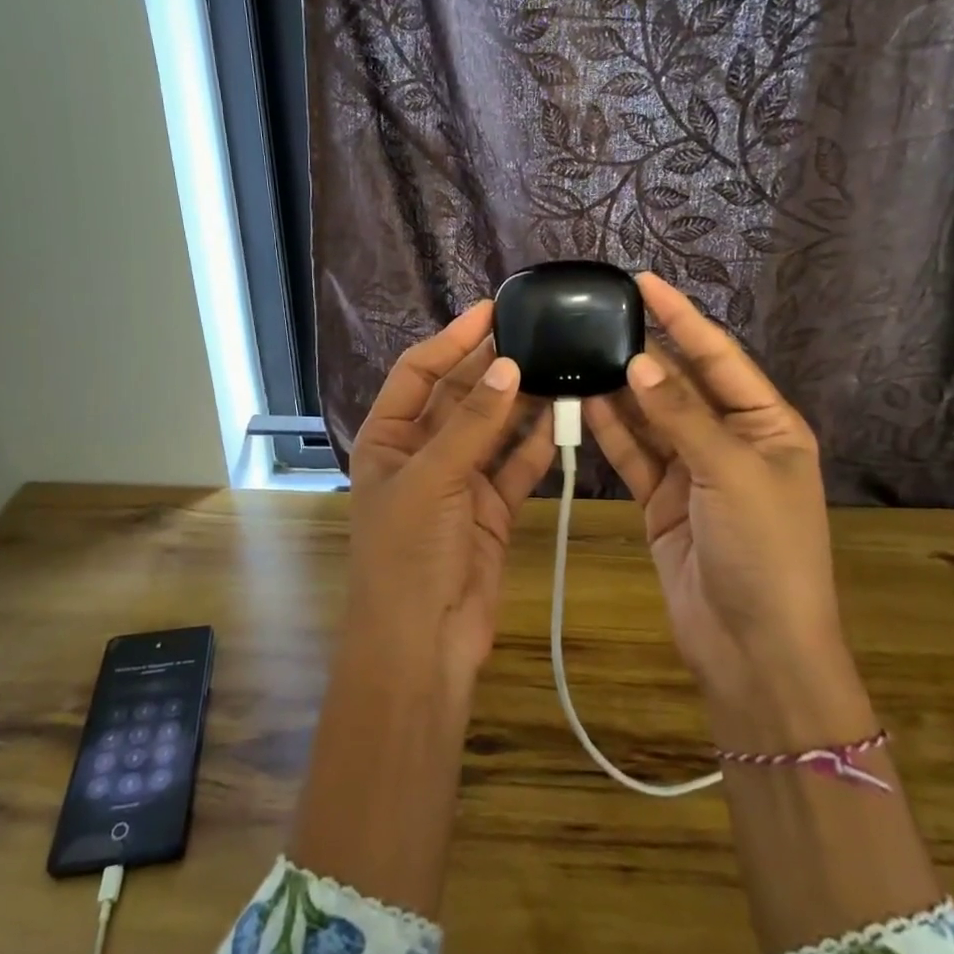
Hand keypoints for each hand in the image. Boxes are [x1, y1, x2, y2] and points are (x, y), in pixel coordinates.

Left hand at [346, 300, 554, 693]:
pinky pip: (517, 467)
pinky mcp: (492, 509)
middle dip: (493, 368)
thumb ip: (472, 424)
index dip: (451, 341)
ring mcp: (459, 480)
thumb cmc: (408, 553)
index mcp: (388, 438)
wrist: (423, 642)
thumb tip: (507, 365)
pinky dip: (538, 445)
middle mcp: (422, 452)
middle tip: (537, 334)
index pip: (418, 373)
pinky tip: (565, 418)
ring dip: (522, 403)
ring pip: (494, 429)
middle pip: (460, 397)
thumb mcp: (432, 479)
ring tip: (559, 366)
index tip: (491, 311)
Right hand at [583, 274, 845, 713]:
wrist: (752, 647)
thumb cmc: (764, 551)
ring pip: (650, 418)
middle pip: (681, 384)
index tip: (644, 282)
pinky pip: (633, 453)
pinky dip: (609, 430)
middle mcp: (730, 440)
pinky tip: (581, 401)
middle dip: (644, 352)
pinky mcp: (660, 500)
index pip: (719, 357)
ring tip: (579, 351)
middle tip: (597, 316)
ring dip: (619, 390)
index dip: (682, 319)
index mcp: (767, 425)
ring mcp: (692, 471)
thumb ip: (682, 416)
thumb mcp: (731, 474)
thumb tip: (638, 361)